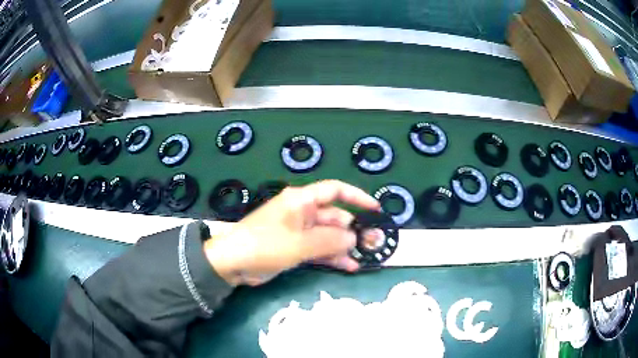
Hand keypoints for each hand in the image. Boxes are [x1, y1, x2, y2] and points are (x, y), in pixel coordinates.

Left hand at [204, 180, 379, 285]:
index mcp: (302, 200)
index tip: (375, 209)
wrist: (233, 263)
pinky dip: (332, 256)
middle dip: (353, 230)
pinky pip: (319, 249)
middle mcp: (302, 212)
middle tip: (373, 244)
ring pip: (328, 235)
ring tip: (365, 257)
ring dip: (345, 246)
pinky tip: (348, 266)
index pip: (335, 191)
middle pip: (335, 217)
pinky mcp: (295, 247)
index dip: (357, 197)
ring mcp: (299, 231)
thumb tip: (355, 237)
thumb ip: (330, 240)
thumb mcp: (300, 244)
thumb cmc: (265, 245)